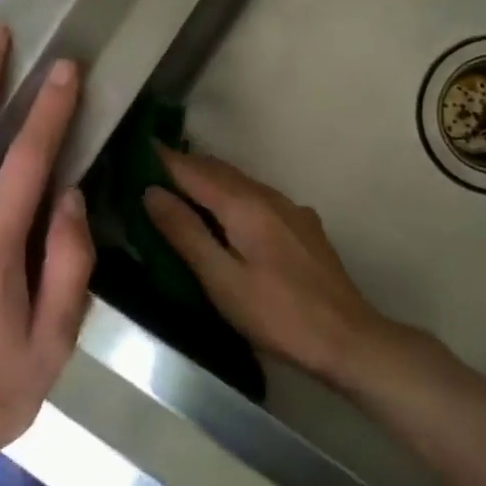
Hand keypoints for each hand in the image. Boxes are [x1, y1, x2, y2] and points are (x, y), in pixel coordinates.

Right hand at [143, 150, 386, 384]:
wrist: (347, 338)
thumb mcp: (221, 280)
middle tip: (152, 166)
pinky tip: (229, 214)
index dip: (165, 159)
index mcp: (245, 205)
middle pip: (219, 171)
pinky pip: (259, 197)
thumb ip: (186, 233)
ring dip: (210, 179)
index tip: (139, 146)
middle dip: (186, 165)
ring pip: (241, 182)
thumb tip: (152, 192)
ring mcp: (291, 210)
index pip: (195, 171)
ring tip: (182, 186)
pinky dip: (233, 195)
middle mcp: (269, 196)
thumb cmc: (277, 314)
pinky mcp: (303, 227)